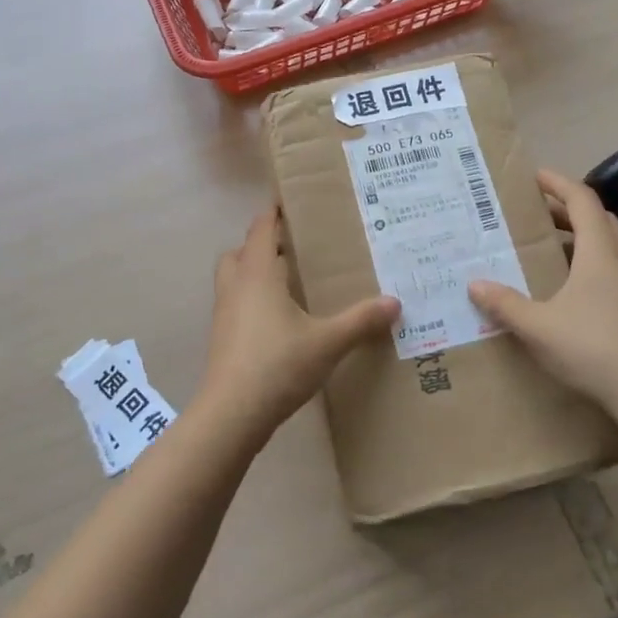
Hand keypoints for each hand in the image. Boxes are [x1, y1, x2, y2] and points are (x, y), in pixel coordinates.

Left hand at [200, 204, 400, 436]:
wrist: (232, 414)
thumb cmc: (278, 364)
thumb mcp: (328, 341)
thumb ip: (361, 320)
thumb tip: (395, 302)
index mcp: (257, 273)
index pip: (261, 229)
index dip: (274, 213)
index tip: (292, 203)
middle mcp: (236, 286)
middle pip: (241, 251)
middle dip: (262, 244)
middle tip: (294, 247)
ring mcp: (224, 313)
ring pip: (234, 278)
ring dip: (254, 272)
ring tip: (288, 281)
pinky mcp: (222, 338)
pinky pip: (235, 303)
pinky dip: (252, 299)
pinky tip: (278, 319)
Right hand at [469, 170, 617, 414]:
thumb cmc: (595, 351)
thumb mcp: (539, 328)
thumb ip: (504, 304)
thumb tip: (474, 284)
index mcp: (601, 252)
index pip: (582, 199)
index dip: (558, 183)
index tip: (534, 177)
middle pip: (597, 217)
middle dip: (566, 208)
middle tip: (534, 212)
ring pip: (609, 242)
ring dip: (580, 234)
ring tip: (547, 245)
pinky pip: (614, 264)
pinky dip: (591, 258)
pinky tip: (571, 285)